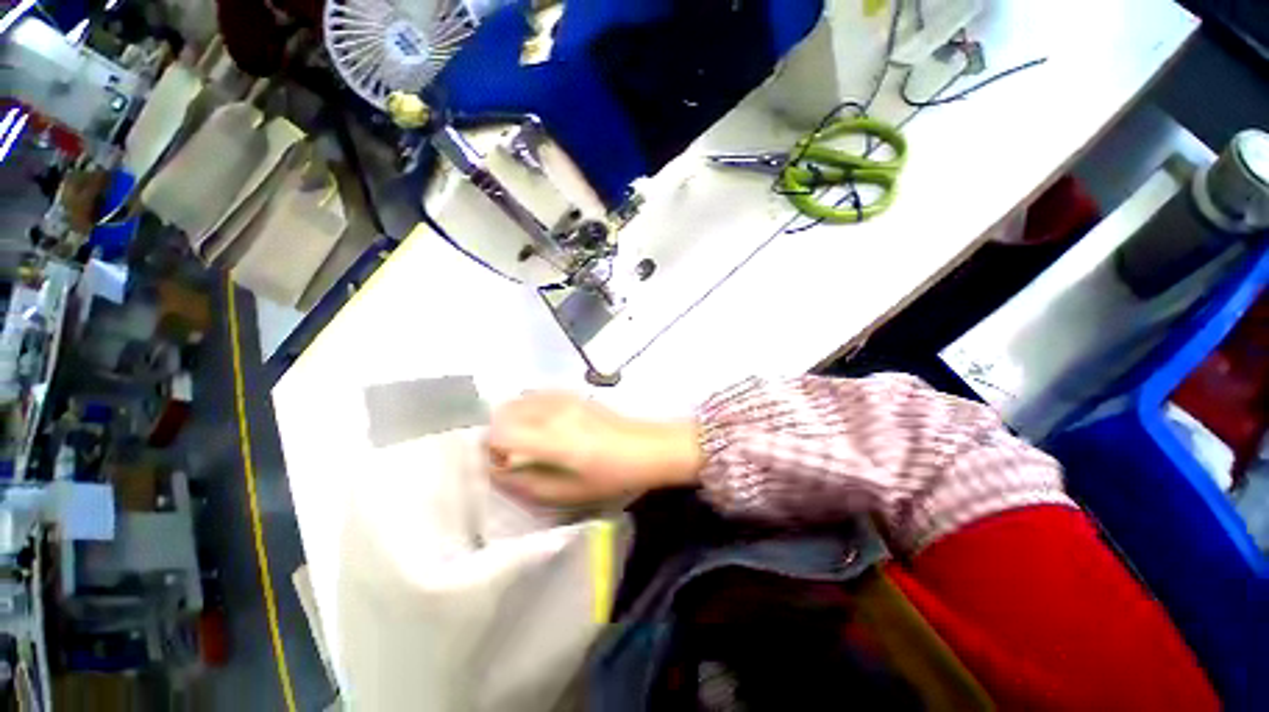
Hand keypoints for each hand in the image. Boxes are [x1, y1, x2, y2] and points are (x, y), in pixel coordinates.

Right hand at [487, 392, 702, 505]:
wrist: (646, 447)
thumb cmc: (611, 476)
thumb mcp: (569, 493)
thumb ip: (527, 484)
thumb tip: (497, 472)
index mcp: (552, 437)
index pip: (499, 432)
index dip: (491, 450)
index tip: (503, 465)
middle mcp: (553, 410)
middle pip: (503, 411)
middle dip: (498, 433)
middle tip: (512, 454)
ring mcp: (564, 398)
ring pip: (519, 400)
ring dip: (512, 419)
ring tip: (526, 440)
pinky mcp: (573, 393)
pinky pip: (537, 395)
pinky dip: (528, 408)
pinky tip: (543, 425)